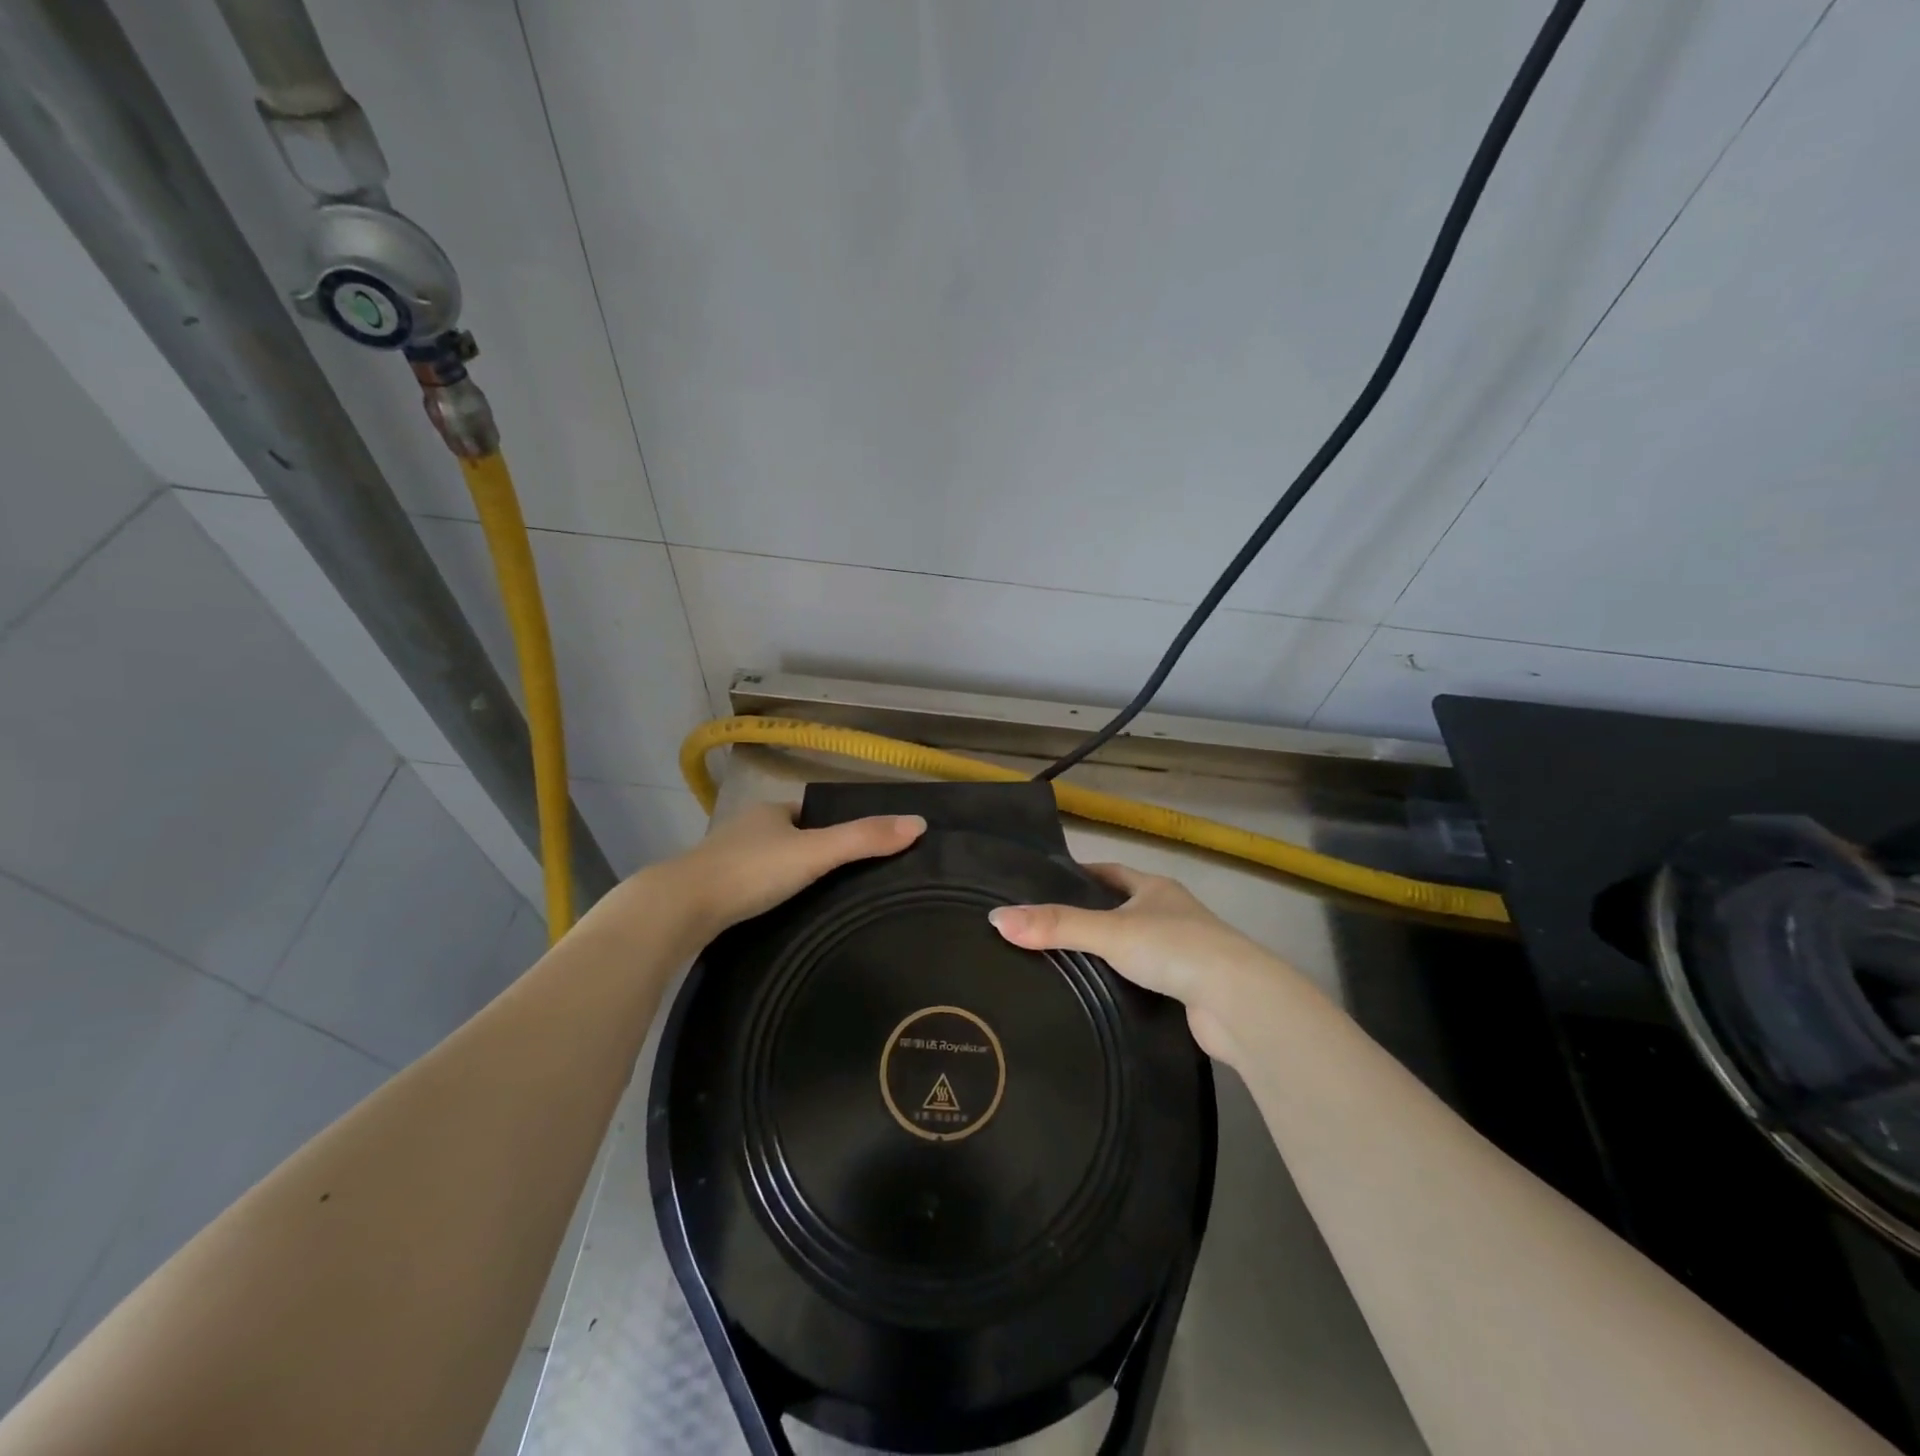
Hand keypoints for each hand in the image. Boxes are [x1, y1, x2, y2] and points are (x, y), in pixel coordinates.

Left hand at [663, 801, 926, 936]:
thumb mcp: (816, 853)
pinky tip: (777, 918)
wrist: (680, 908)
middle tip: (842, 881)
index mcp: (769, 812)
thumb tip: (920, 823)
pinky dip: (764, 898)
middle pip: (786, 838)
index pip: (807, 812)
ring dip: (785, 878)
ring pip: (764, 865)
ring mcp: (721, 862)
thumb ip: (864, 840)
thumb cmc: (751, 871)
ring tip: (816, 903)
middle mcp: (744, 830)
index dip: (829, 826)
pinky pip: (747, 890)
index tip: (853, 849)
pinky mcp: (708, 894)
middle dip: (808, 854)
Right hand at [988, 863, 1273, 1058]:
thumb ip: (1056, 926)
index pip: (1110, 873)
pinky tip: (1098, 996)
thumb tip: (997, 919)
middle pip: (1122, 908)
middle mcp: (1171, 913)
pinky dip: (1123, 984)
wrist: (1239, 1002)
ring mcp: (1183, 952)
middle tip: (1045, 929)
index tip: (1046, 885)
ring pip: (1135, 946)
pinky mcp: (1188, 989)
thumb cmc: (1174, 949)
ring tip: (1062, 964)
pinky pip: (1146, 979)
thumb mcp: (1109, 932)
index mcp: (1155, 888)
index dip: (1080, 876)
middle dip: (1090, 917)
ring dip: (1107, 954)